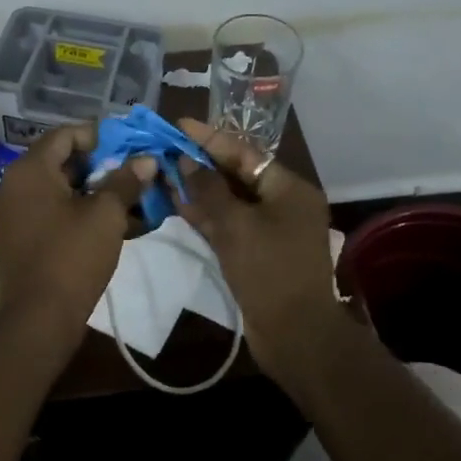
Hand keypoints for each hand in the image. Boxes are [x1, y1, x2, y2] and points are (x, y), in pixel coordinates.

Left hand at [0, 124, 155, 357]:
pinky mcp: (25, 235)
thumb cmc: (72, 257)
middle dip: (104, 166)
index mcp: (30, 169)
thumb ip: (126, 181)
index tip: (131, 149)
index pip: (66, 134)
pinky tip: (121, 223)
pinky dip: (85, 212)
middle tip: (137, 174)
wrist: (39, 319)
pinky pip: (57, 211)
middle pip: (64, 160)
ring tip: (136, 200)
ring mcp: (18, 211)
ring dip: (99, 191)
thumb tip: (147, 159)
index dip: (101, 137)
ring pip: (64, 188)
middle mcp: (17, 183)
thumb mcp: (106, 214)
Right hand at [174, 118, 347, 396]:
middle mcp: (283, 204)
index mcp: (289, 189)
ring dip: (199, 189)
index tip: (180, 125)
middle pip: (237, 175)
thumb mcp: (236, 225)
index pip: (245, 153)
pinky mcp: (257, 253)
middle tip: (167, 148)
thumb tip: (186, 161)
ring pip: (230, 201)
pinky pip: (229, 224)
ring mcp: (270, 230)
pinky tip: (177, 203)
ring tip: (165, 172)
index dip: (210, 138)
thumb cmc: (269, 271)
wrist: (295, 335)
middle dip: (202, 163)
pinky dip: (206, 215)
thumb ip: (208, 190)